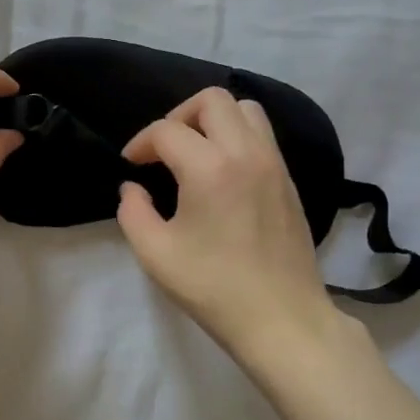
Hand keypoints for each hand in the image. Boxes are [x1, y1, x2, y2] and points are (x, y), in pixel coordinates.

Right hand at [117, 87, 342, 360]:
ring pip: (245, 109)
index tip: (131, 165)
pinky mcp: (289, 180)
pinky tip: (222, 172)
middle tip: (164, 149)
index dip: (140, 143)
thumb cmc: (214, 288)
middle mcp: (246, 153)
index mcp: (210, 168)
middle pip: (212, 100)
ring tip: (195, 152)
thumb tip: (133, 188)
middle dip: (179, 116)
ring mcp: (274, 164)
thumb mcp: (155, 255)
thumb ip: (133, 212)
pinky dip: (237, 136)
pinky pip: (263, 135)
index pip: (167, 130)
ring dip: (214, 120)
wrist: (282, 318)